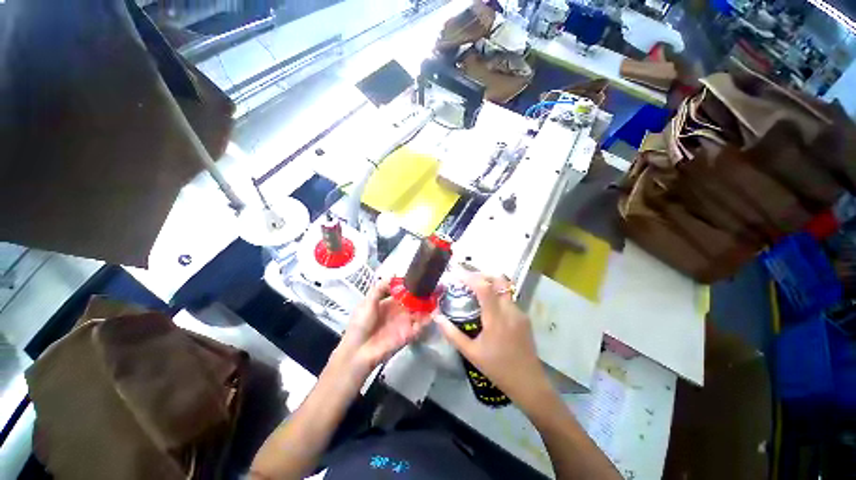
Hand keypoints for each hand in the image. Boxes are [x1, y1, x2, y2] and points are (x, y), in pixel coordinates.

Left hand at [333, 278, 429, 381]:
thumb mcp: (368, 302)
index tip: (422, 276)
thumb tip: (394, 273)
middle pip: (415, 300)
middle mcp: (399, 311)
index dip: (412, 285)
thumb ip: (380, 288)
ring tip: (439, 296)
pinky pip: (421, 326)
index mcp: (389, 303)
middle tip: (436, 285)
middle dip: (424, 294)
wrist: (358, 351)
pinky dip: (428, 319)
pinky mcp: (409, 334)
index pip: (404, 292)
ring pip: (420, 311)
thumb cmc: (360, 324)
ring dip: (429, 305)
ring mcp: (405, 322)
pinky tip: (435, 311)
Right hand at [434, 271, 554, 410]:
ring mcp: (519, 313)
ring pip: (504, 288)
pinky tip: (487, 305)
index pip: (484, 288)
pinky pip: (508, 299)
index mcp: (496, 319)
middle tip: (466, 279)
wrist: (529, 384)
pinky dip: (496, 294)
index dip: (470, 277)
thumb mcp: (471, 353)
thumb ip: (452, 333)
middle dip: (481, 275)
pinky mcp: (524, 318)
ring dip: (489, 283)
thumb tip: (436, 317)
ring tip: (474, 289)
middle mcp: (510, 311)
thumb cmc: (497, 369)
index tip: (457, 274)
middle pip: (498, 280)